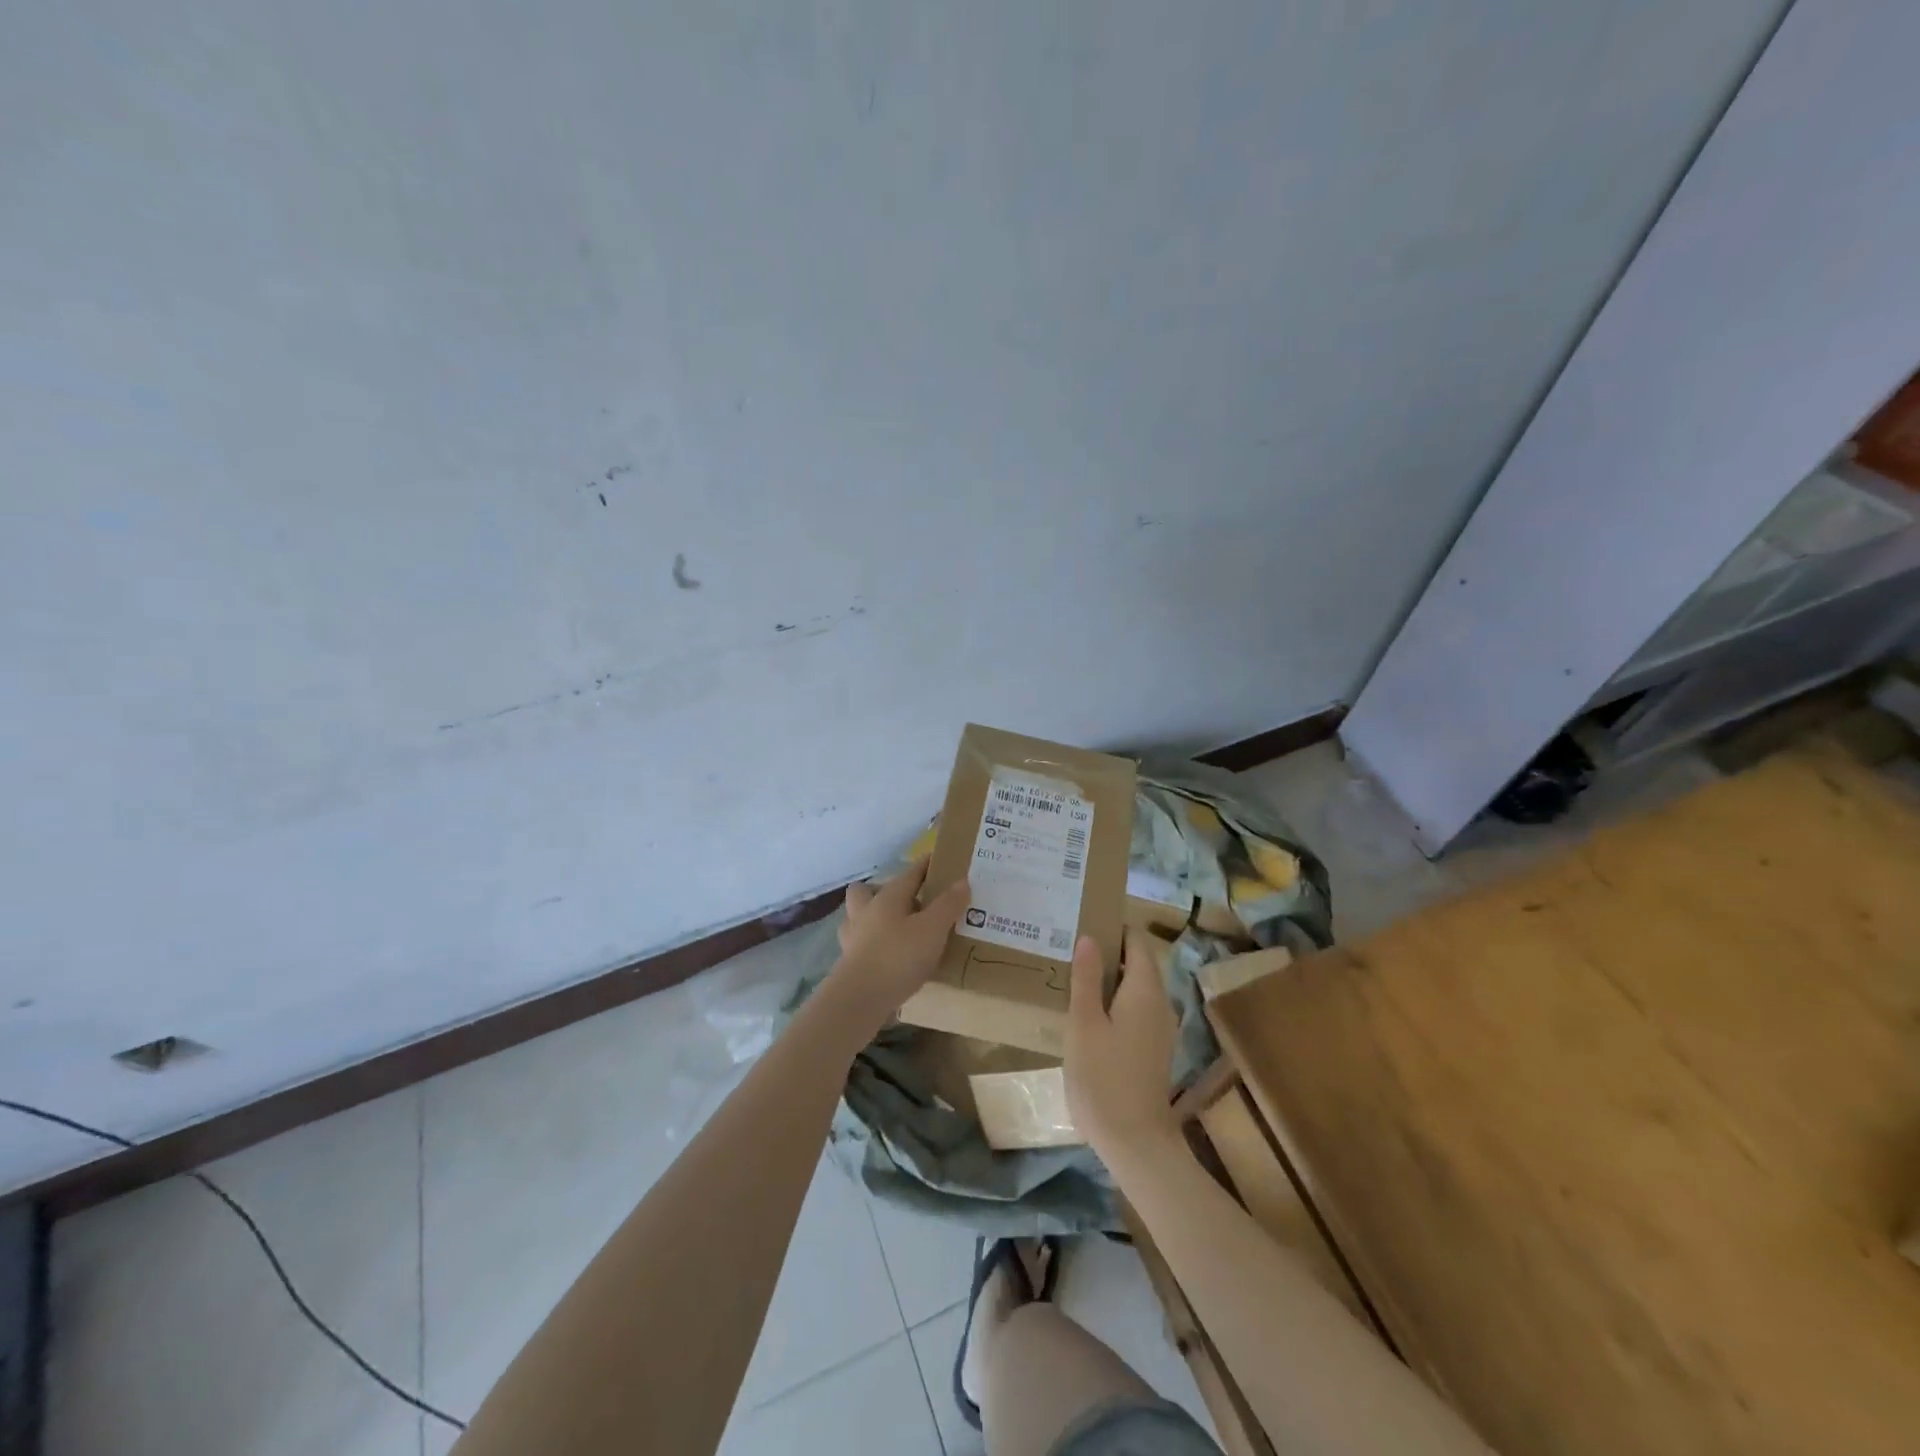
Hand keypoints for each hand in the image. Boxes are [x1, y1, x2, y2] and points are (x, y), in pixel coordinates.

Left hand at [826, 859, 971, 1027]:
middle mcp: (866, 911)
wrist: (860, 999)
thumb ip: (948, 905)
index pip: (909, 873)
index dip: (926, 866)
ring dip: (875, 919)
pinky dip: (874, 945)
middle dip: (885, 891)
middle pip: (868, 890)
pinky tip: (890, 956)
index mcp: (888, 896)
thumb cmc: (898, 956)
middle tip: (910, 903)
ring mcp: (853, 937)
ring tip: (899, 929)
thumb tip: (962, 881)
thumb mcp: (933, 929)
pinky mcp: (849, 962)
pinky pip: (862, 943)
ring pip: (860, 917)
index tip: (939, 861)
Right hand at [1065, 927, 1179, 1162]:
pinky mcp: (1155, 1048)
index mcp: (1146, 990)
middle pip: (1138, 962)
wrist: (1135, 1142)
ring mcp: (1161, 1028)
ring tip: (1073, 978)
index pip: (1136, 940)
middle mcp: (1161, 1002)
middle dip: (1107, 953)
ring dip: (1110, 979)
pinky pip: (1136, 1009)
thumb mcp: (1084, 1024)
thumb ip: (1087, 978)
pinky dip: (1115, 1002)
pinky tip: (1089, 1015)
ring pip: (1136, 987)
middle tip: (1069, 950)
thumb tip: (1089, 937)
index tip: (1082, 924)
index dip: (1112, 928)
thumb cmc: (1103, 1078)